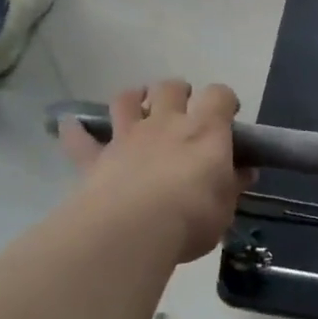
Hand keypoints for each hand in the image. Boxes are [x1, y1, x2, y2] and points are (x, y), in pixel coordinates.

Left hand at [60, 81, 251, 264]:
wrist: (132, 231)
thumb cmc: (191, 218)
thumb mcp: (225, 207)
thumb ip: (232, 185)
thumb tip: (244, 172)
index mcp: (205, 130)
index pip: (220, 95)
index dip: (225, 101)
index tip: (228, 116)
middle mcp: (166, 123)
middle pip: (171, 87)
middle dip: (178, 92)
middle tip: (182, 110)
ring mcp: (128, 137)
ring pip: (126, 99)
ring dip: (133, 98)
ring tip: (137, 107)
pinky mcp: (96, 158)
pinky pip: (80, 138)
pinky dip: (76, 131)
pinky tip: (73, 127)